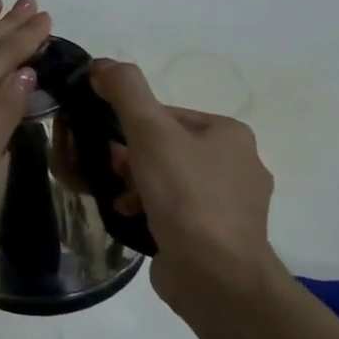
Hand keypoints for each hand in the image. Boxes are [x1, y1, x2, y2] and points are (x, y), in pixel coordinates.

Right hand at [88, 59, 280, 307]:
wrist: (215, 275)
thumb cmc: (185, 196)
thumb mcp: (150, 133)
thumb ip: (125, 92)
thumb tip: (101, 63)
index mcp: (229, 133)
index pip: (166, 115)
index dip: (129, 127)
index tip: (106, 146)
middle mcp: (238, 163)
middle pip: (165, 148)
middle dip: (130, 160)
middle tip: (110, 174)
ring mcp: (230, 204)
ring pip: (168, 181)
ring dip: (136, 187)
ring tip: (120, 202)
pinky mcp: (217, 235)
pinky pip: (175, 211)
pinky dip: (150, 211)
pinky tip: (133, 220)